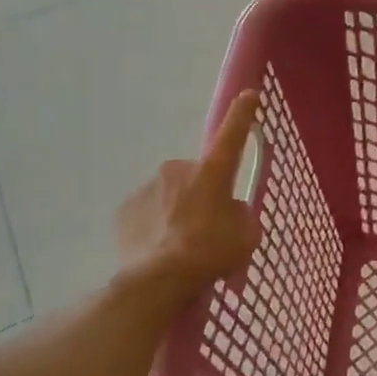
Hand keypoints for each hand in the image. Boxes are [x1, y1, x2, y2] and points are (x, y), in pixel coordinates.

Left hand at [115, 91, 262, 302]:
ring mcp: (148, 187)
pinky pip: (149, 212)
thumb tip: (230, 212)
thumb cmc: (209, 254)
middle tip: (208, 228)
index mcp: (212, 173)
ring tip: (182, 247)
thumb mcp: (245, 237)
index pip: (232, 135)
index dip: (243, 114)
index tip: (250, 93)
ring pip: (171, 194)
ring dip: (179, 211)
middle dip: (203, 195)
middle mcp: (178, 170)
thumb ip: (241, 216)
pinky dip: (156, 226)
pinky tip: (160, 251)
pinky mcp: (126, 209)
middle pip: (198, 176)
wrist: (156, 281)